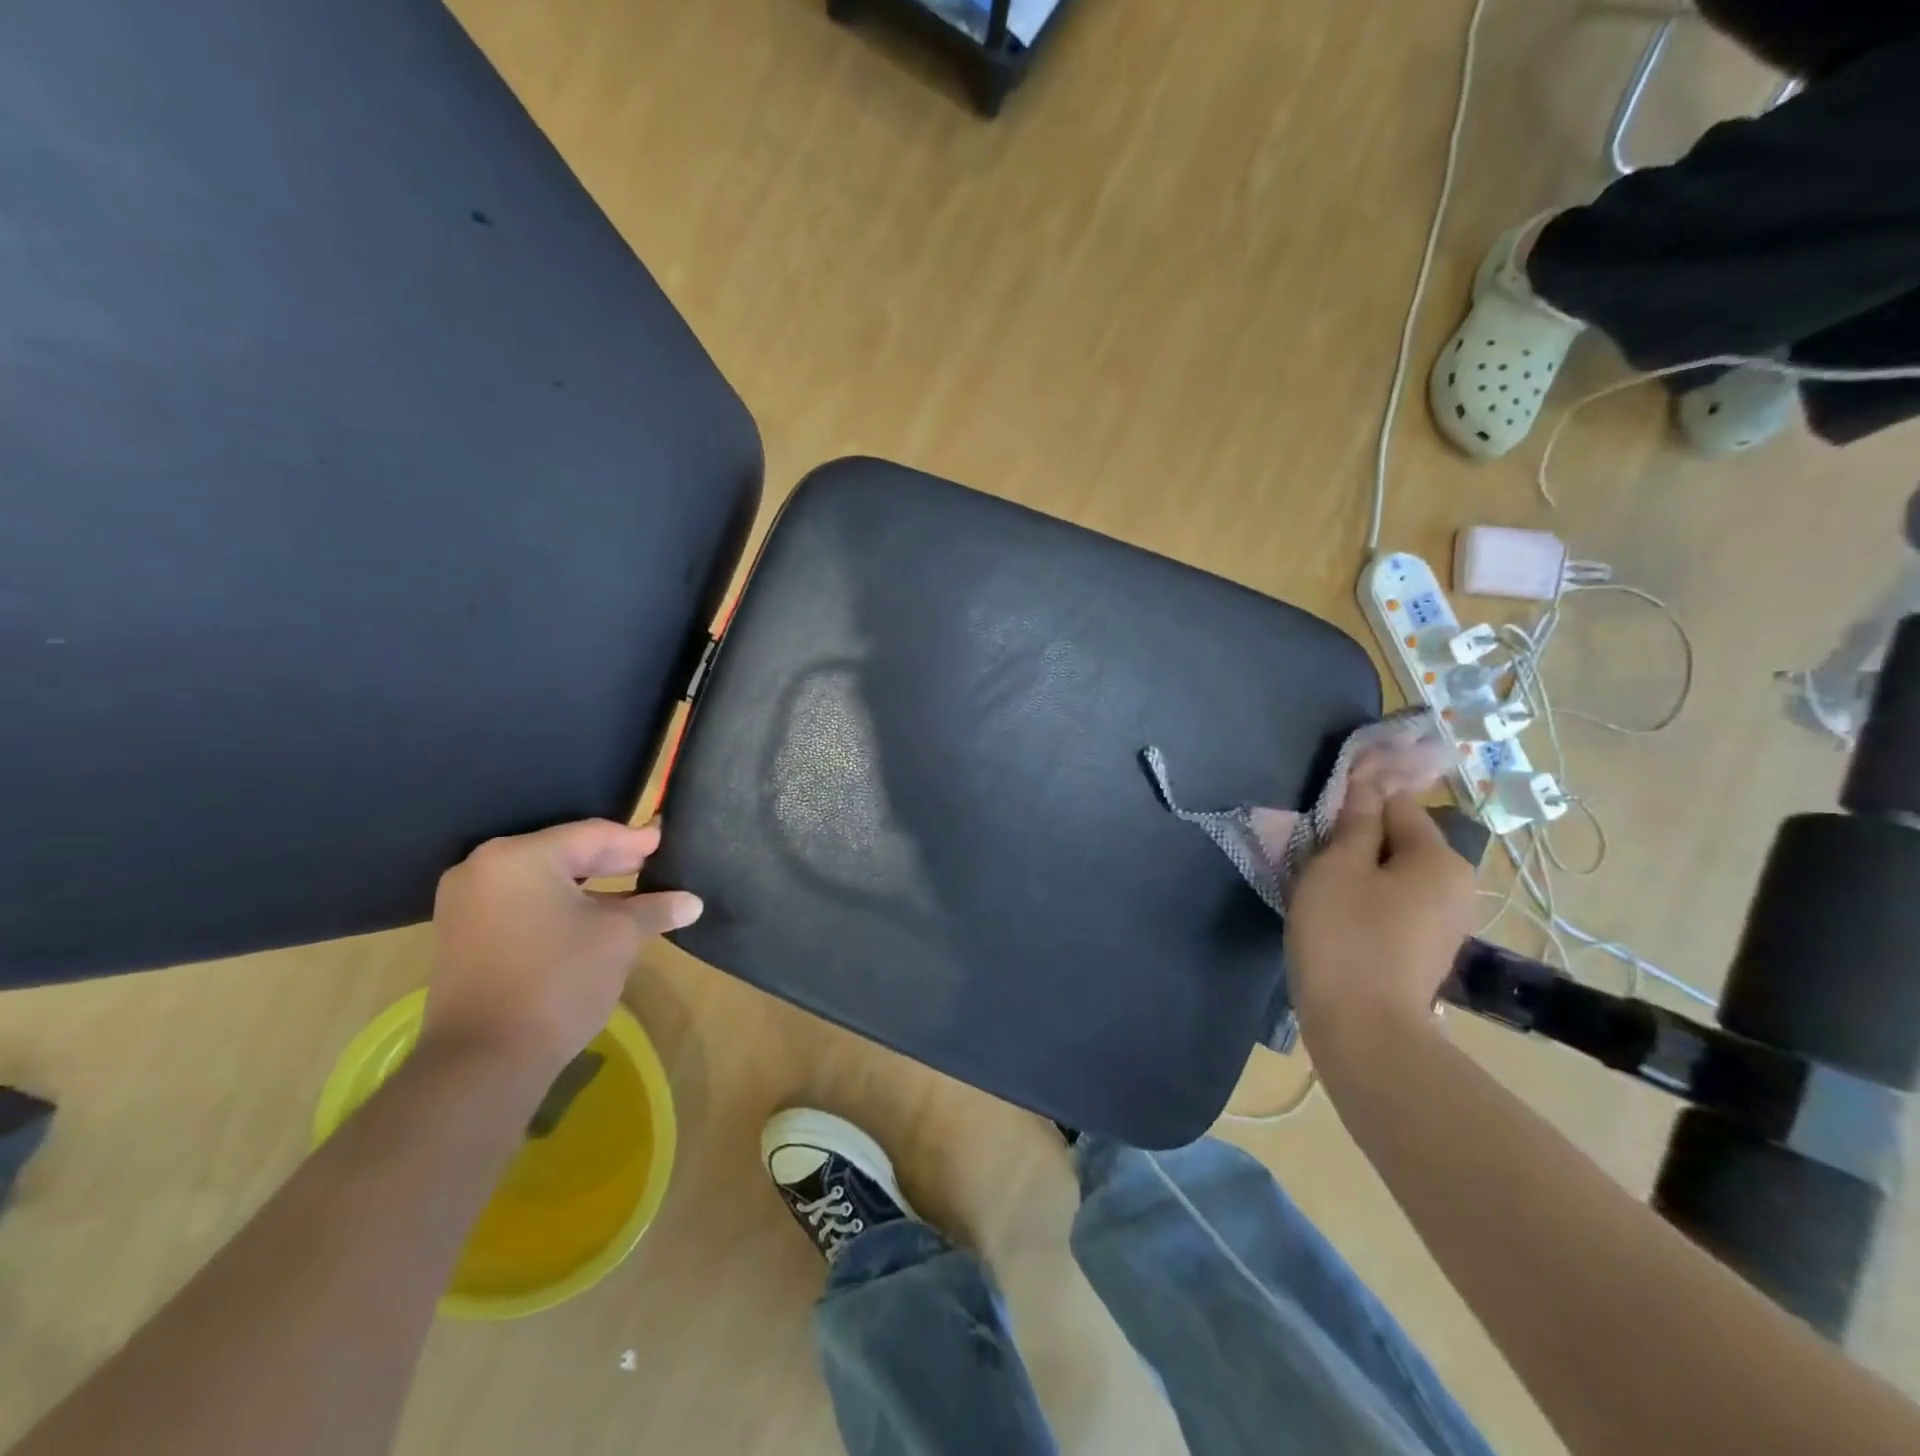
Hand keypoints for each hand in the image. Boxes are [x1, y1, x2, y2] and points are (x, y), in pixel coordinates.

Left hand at [421, 820, 702, 1083]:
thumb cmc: (559, 980)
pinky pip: (521, 904)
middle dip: (610, 861)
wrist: (485, 1060)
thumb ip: (654, 909)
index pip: (590, 834)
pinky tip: (592, 917)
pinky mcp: (462, 936)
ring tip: (630, 893)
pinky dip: (558, 906)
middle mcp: (484, 869)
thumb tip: (692, 902)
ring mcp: (466, 904)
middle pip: (563, 853)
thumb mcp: (619, 937)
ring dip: (587, 886)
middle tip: (651, 863)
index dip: (633, 840)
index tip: (664, 841)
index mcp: (519, 857)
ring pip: (542, 881)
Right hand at [1286, 784, 1475, 1047]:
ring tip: (1320, 891)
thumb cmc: (1345, 935)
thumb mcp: (1338, 867)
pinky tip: (1338, 920)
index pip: (1398, 804)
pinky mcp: (1428, 950)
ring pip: (1395, 876)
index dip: (1357, 803)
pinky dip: (1368, 903)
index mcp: (1440, 858)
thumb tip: (1368, 784)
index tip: (1320, 821)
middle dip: (1357, 843)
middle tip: (1314, 860)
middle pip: (1400, 841)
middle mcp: (1456, 885)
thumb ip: (1356, 822)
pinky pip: (1396, 906)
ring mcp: (1446, 922)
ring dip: (1359, 874)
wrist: (1363, 1028)